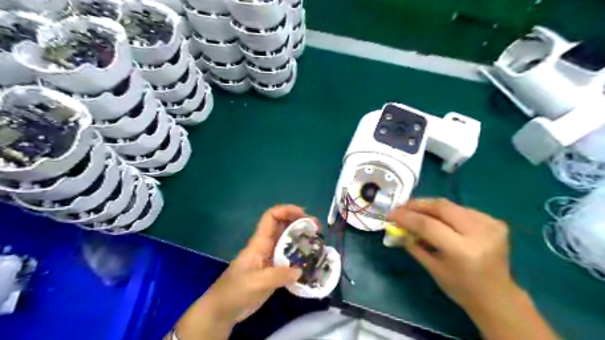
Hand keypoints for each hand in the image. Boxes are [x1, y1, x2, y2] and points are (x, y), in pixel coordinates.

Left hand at [175, 205, 306, 338]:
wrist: (223, 310)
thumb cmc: (235, 291)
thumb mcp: (256, 283)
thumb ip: (279, 276)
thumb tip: (300, 270)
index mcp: (259, 242)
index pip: (271, 217)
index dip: (287, 210)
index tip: (304, 215)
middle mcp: (266, 246)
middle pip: (283, 226)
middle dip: (299, 223)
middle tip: (317, 230)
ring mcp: (270, 258)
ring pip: (287, 241)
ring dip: (301, 239)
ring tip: (317, 244)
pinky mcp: (273, 271)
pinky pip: (289, 258)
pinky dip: (299, 256)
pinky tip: (310, 262)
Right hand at [389, 198, 516, 309]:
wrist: (498, 296)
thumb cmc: (461, 288)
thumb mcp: (432, 268)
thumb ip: (413, 245)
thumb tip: (396, 226)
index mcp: (463, 251)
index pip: (428, 225)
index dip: (406, 216)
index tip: (391, 214)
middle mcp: (479, 234)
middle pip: (441, 207)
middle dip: (418, 204)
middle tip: (402, 207)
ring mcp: (491, 225)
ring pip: (451, 205)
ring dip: (430, 206)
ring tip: (415, 211)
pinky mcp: (495, 222)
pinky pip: (462, 209)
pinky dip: (446, 212)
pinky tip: (438, 218)